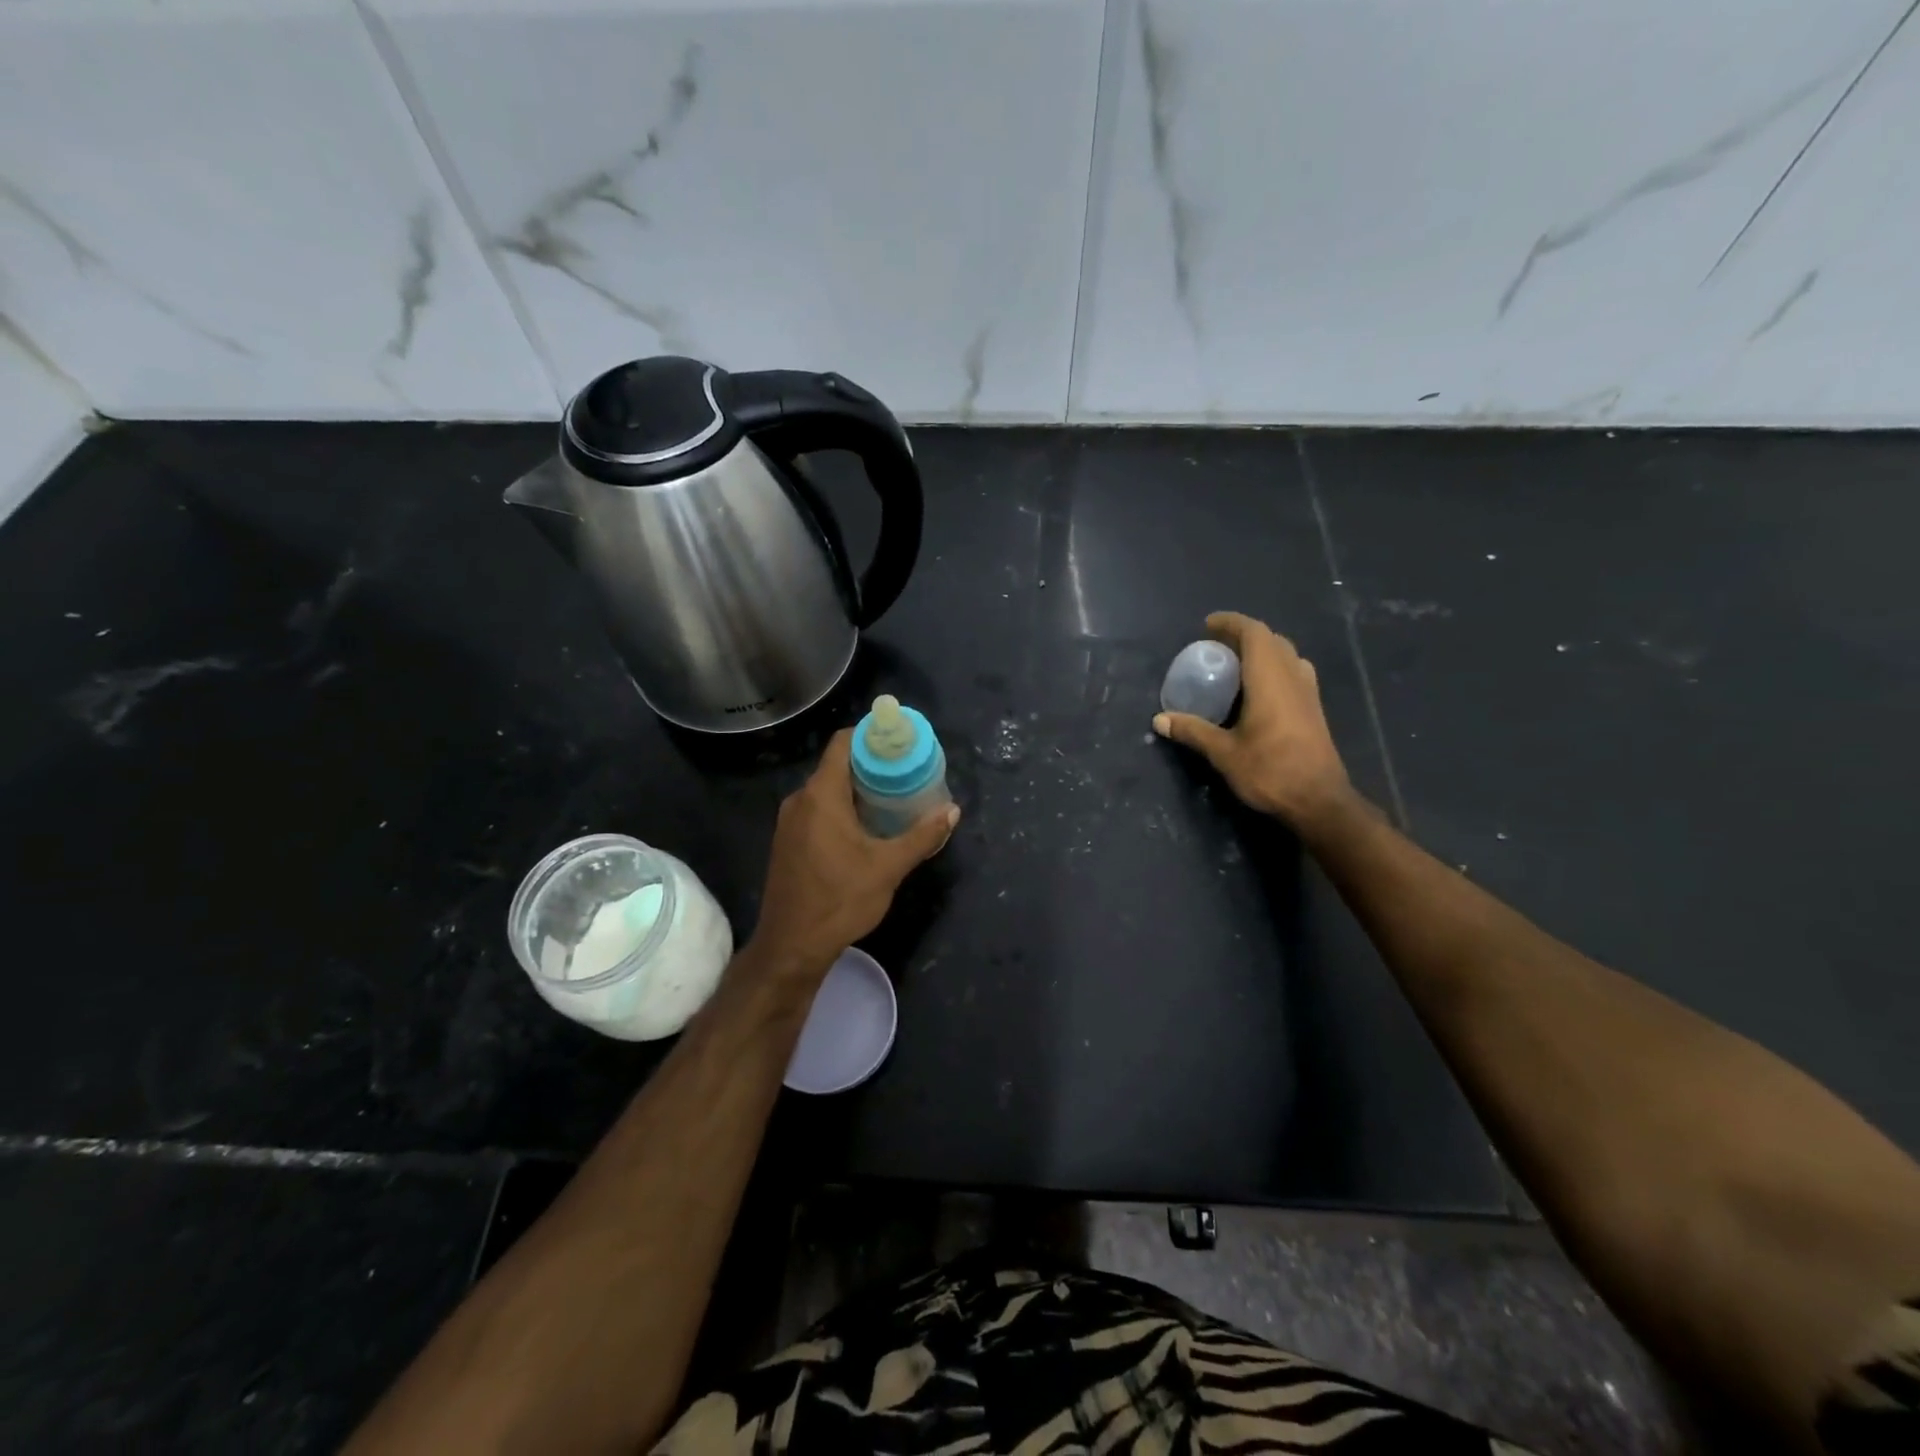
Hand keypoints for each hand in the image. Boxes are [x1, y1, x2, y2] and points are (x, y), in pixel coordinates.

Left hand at [747, 728, 958, 977]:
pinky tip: (867, 827)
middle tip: (907, 771)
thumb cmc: (840, 900)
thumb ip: (922, 836)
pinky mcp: (788, 842)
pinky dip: (843, 808)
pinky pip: (818, 810)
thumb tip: (952, 811)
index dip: (872, 735)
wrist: (791, 946)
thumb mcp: (888, 867)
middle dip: (872, 765)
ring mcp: (790, 822)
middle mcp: (800, 800)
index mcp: (821, 795)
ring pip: (827, 790)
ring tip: (894, 797)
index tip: (900, 740)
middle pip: (837, 765)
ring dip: (858, 789)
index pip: (843, 743)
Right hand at [1153, 612, 1352, 831]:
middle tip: (1217, 648)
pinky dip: (1273, 668)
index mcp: (1270, 679)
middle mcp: (1292, 677)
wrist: (1320, 802)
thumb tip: (1159, 719)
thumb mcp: (1224, 753)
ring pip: (1286, 655)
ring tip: (1236, 666)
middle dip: (1244, 636)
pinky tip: (1257, 691)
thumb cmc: (1270, 772)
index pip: (1254, 633)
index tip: (1207, 625)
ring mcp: (1308, 693)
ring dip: (1262, 651)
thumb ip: (1192, 731)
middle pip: (1272, 640)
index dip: (1231, 623)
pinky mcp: (1314, 709)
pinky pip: (1293, 672)